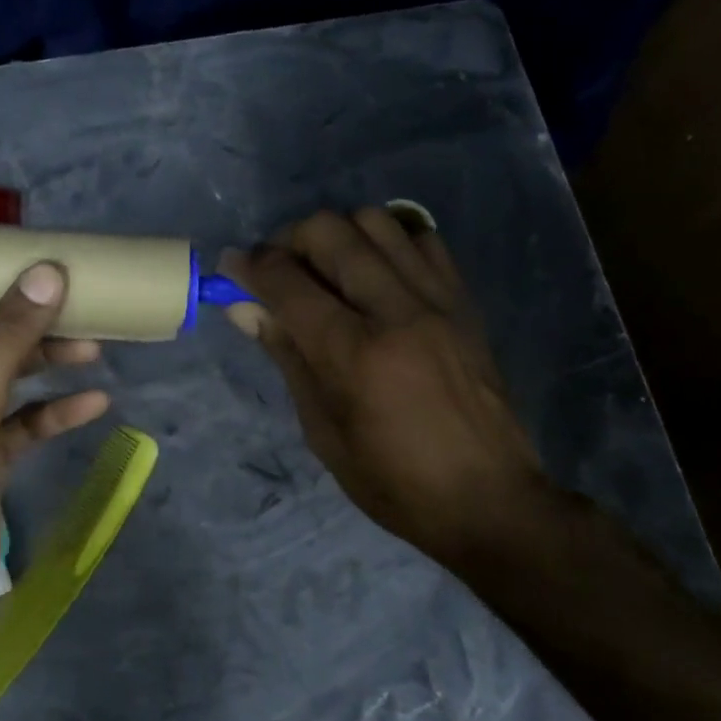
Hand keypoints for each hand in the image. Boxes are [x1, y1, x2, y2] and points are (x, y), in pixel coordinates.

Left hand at [0, 263, 109, 630]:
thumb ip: (8, 341)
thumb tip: (46, 275)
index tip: (26, 262)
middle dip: (26, 320)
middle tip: (76, 302)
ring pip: (5, 376)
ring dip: (46, 363)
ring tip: (94, 349)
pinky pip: (20, 420)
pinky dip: (52, 411)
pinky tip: (93, 404)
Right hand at [221, 207, 552, 567]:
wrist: (489, 500)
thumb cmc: (392, 481)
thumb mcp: (322, 430)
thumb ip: (287, 356)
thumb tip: (245, 307)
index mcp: (353, 353)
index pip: (287, 281)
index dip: (248, 266)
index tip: (231, 268)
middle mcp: (396, 311)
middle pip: (330, 231)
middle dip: (288, 240)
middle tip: (278, 271)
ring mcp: (436, 300)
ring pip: (376, 221)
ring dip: (338, 235)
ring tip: (327, 269)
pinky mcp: (463, 301)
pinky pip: (421, 239)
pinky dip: (388, 242)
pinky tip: (375, 274)